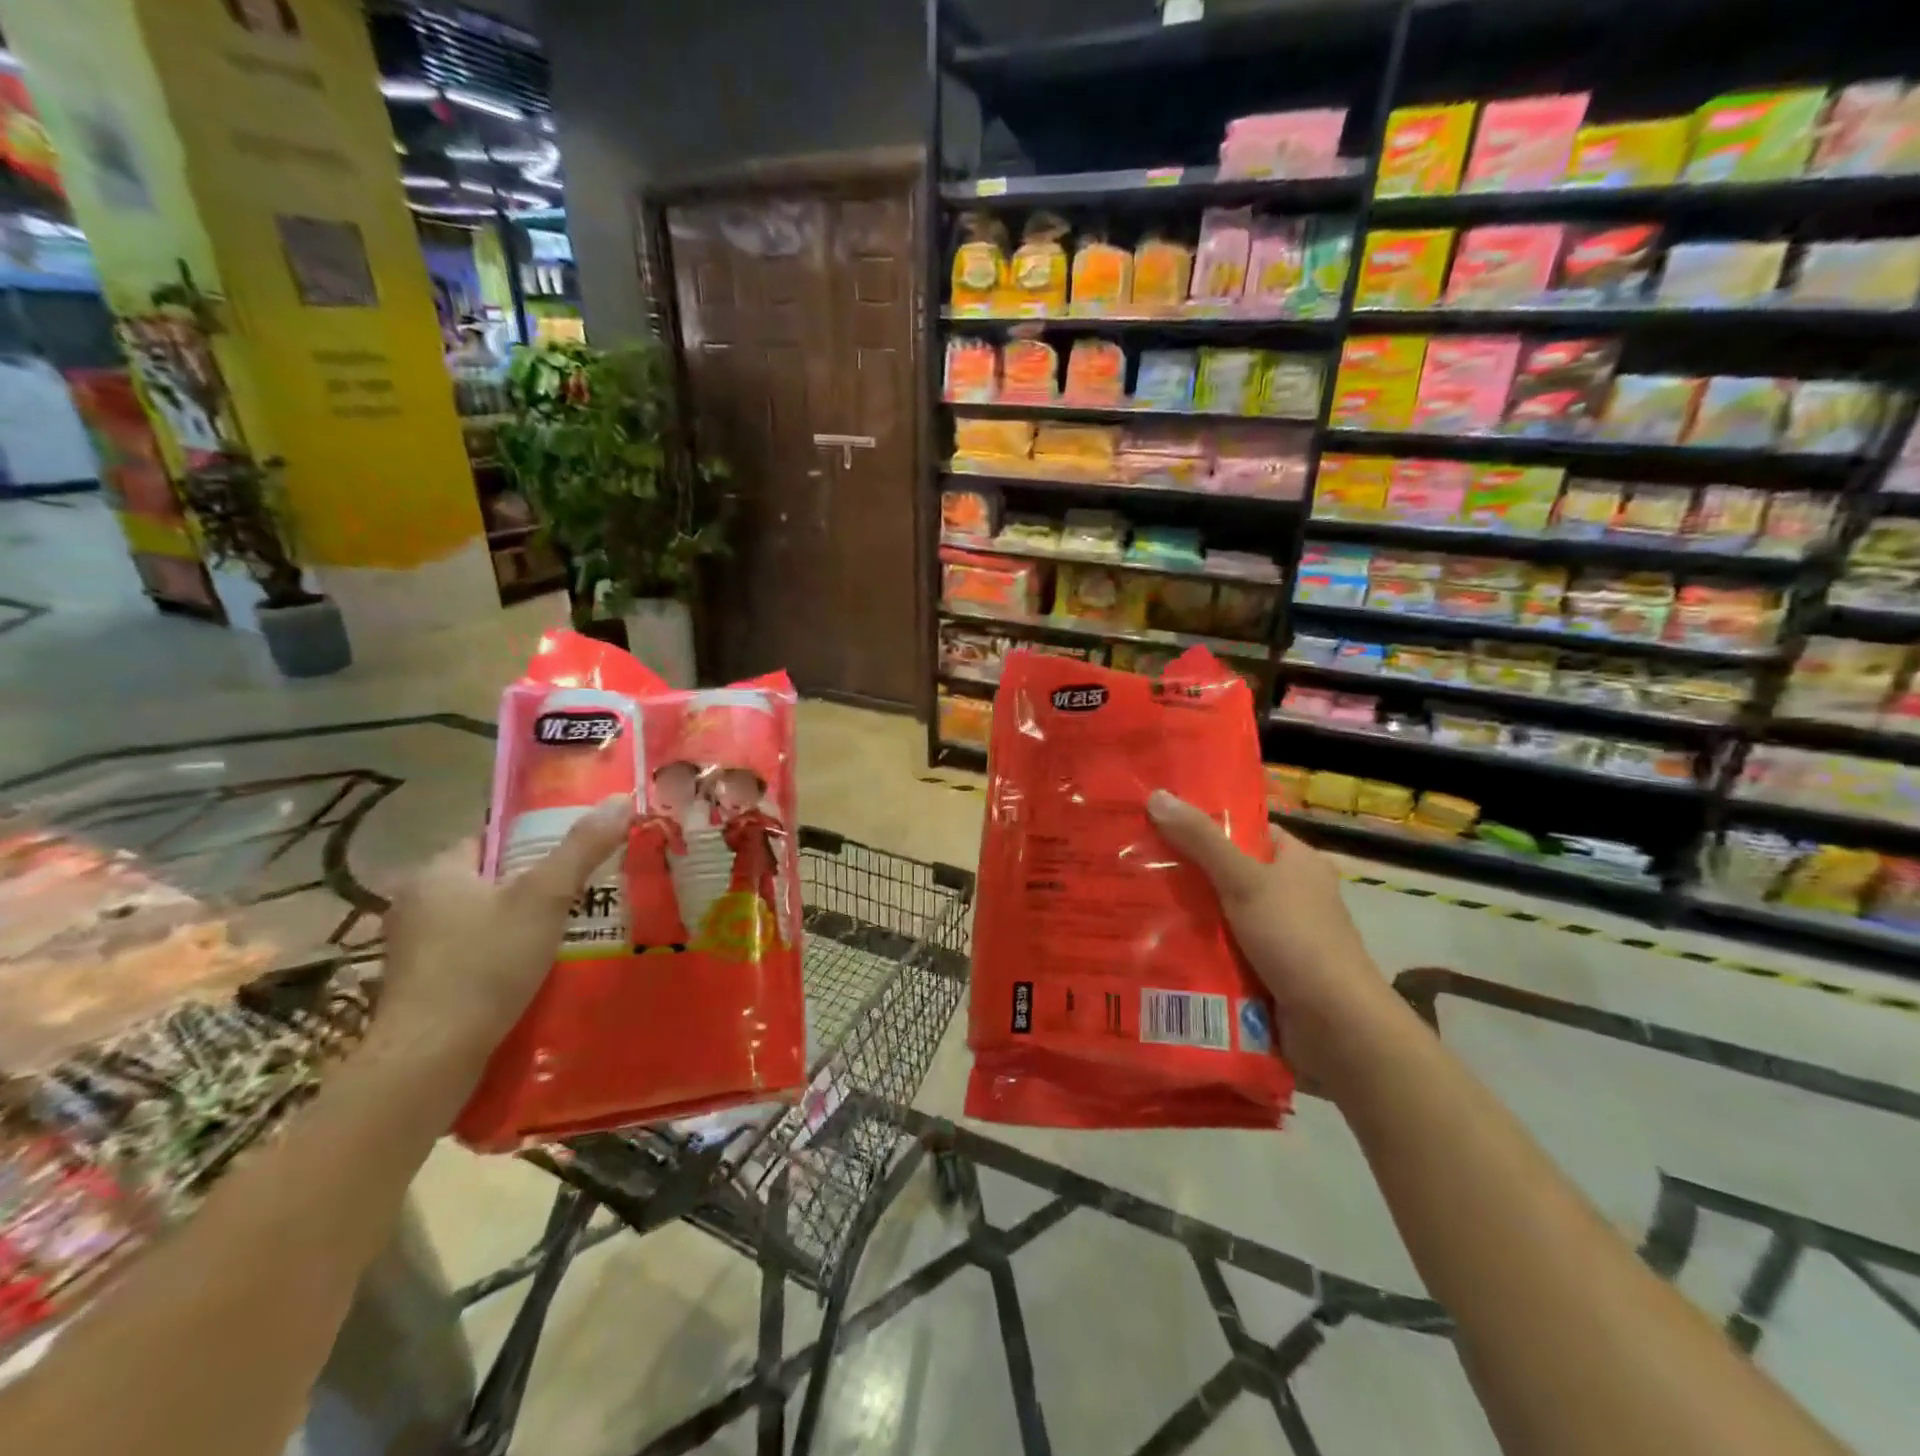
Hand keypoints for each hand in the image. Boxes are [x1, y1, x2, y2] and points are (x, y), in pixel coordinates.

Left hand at [377, 796, 634, 1066]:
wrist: (431, 1057)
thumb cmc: (486, 963)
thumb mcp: (545, 897)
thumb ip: (583, 848)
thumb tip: (621, 798)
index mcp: (437, 871)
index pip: (490, 837)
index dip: (533, 840)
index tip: (574, 853)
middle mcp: (415, 902)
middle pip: (488, 878)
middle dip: (531, 884)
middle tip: (582, 891)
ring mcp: (412, 947)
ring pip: (480, 917)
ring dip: (517, 921)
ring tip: (568, 929)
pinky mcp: (419, 985)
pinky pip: (470, 952)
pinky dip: (500, 953)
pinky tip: (533, 968)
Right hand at [1147, 790, 1403, 1086]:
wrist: (1337, 1028)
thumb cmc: (1296, 938)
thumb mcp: (1244, 880)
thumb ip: (1201, 841)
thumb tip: (1157, 794)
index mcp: (1296, 861)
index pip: (1246, 829)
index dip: (1204, 823)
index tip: (1156, 821)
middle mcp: (1290, 894)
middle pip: (1227, 872)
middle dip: (1185, 872)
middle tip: (1131, 863)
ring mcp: (1280, 936)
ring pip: (1221, 915)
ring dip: (1186, 915)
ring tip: (1129, 903)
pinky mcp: (1268, 971)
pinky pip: (1224, 950)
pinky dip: (1197, 949)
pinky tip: (1156, 947)